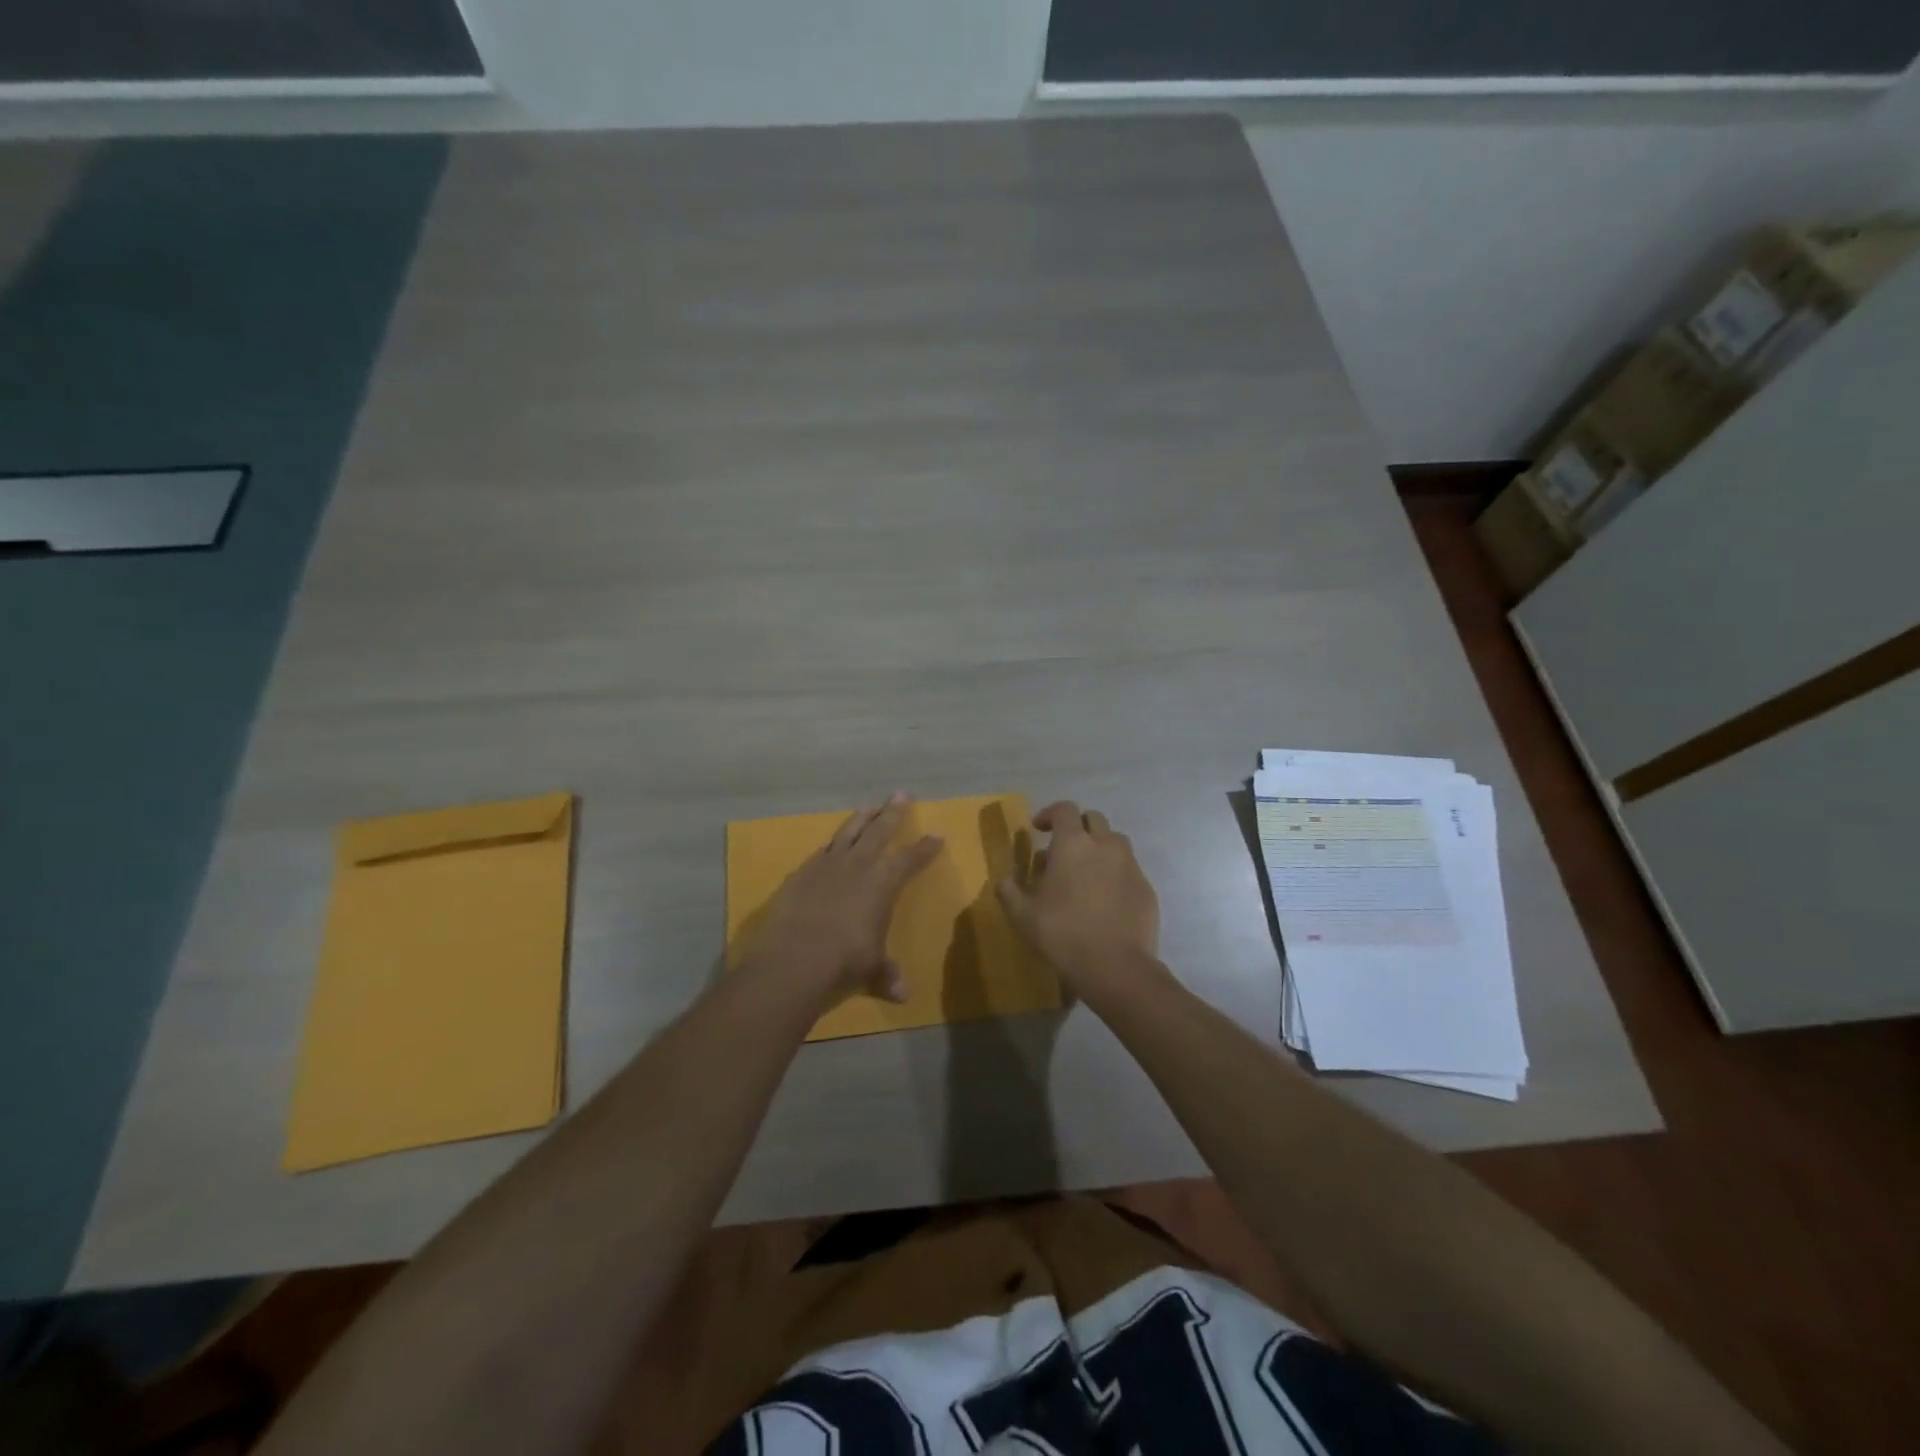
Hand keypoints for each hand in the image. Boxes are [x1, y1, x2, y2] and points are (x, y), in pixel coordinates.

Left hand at [739, 793, 942, 1013]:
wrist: (795, 955)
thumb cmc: (845, 959)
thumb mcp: (871, 968)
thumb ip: (886, 974)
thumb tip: (902, 995)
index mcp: (883, 882)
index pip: (910, 859)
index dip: (925, 848)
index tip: (937, 835)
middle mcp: (858, 866)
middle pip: (879, 831)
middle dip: (893, 813)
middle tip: (901, 794)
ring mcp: (826, 865)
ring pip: (848, 832)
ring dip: (860, 819)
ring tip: (868, 807)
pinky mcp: (801, 873)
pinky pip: (820, 852)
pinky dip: (830, 846)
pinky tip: (830, 845)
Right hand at [997, 800, 1160, 999]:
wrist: (1116, 967)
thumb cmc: (1062, 934)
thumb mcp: (1023, 916)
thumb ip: (1010, 892)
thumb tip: (1004, 881)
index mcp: (1073, 844)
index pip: (1064, 810)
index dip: (1049, 814)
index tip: (1039, 829)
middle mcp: (1105, 846)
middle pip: (1093, 819)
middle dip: (1077, 827)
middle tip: (1063, 850)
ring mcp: (1130, 866)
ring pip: (1115, 842)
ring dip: (1099, 848)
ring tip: (1085, 873)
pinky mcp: (1146, 888)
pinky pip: (1129, 870)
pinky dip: (1115, 874)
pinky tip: (1105, 899)